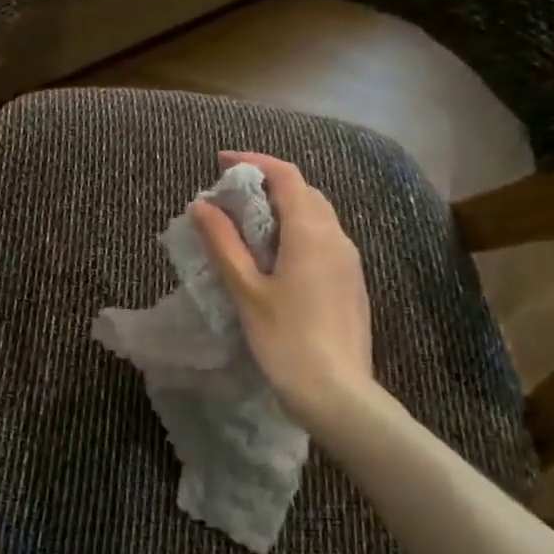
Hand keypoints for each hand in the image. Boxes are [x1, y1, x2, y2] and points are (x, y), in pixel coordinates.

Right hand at [191, 151, 376, 435]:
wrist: (337, 392)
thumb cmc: (285, 338)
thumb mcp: (246, 289)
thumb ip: (224, 243)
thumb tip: (202, 204)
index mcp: (311, 232)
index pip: (286, 175)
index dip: (254, 161)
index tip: (221, 162)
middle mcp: (337, 236)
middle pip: (304, 191)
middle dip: (267, 183)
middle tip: (230, 197)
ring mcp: (349, 260)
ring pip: (317, 215)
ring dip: (283, 208)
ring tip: (248, 225)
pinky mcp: (351, 282)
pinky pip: (324, 239)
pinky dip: (296, 231)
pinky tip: (275, 257)